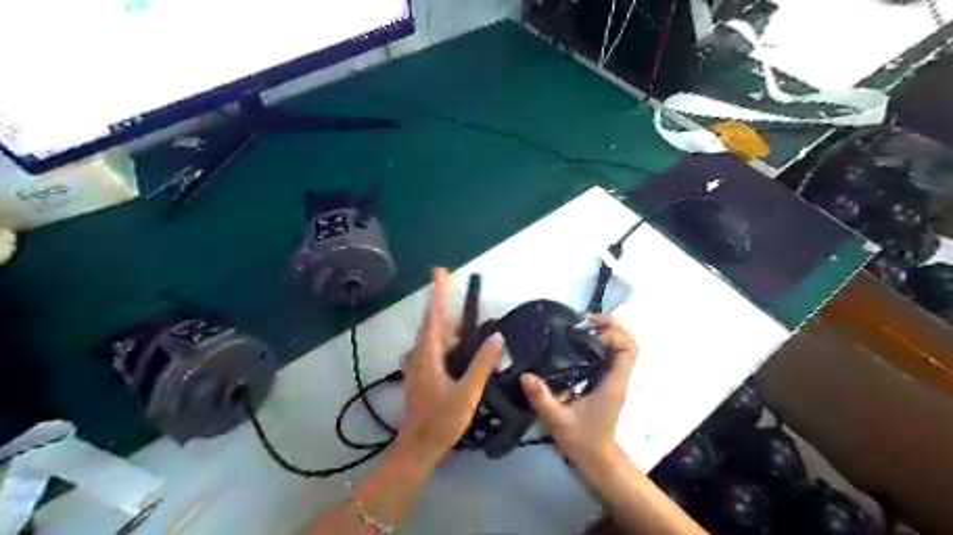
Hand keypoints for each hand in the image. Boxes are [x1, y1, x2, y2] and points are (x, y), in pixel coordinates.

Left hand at [393, 268, 500, 467]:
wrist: (417, 449)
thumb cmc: (441, 421)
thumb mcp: (467, 392)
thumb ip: (482, 364)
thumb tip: (497, 337)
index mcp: (428, 355)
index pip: (433, 316)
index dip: (438, 292)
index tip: (440, 271)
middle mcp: (420, 355)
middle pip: (433, 324)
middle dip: (446, 307)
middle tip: (461, 297)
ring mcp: (418, 366)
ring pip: (434, 338)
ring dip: (449, 328)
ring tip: (468, 326)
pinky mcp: (421, 376)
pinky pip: (434, 350)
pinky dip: (448, 343)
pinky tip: (461, 352)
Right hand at [520, 316, 638, 465]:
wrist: (597, 461)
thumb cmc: (582, 441)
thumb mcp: (558, 420)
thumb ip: (542, 398)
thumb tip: (525, 375)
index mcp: (612, 384)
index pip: (628, 350)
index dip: (613, 332)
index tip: (588, 327)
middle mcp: (617, 378)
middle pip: (628, 343)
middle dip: (611, 327)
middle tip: (583, 322)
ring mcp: (614, 380)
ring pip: (621, 348)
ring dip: (606, 334)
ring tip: (579, 328)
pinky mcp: (606, 383)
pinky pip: (610, 356)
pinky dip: (600, 344)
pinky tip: (577, 344)